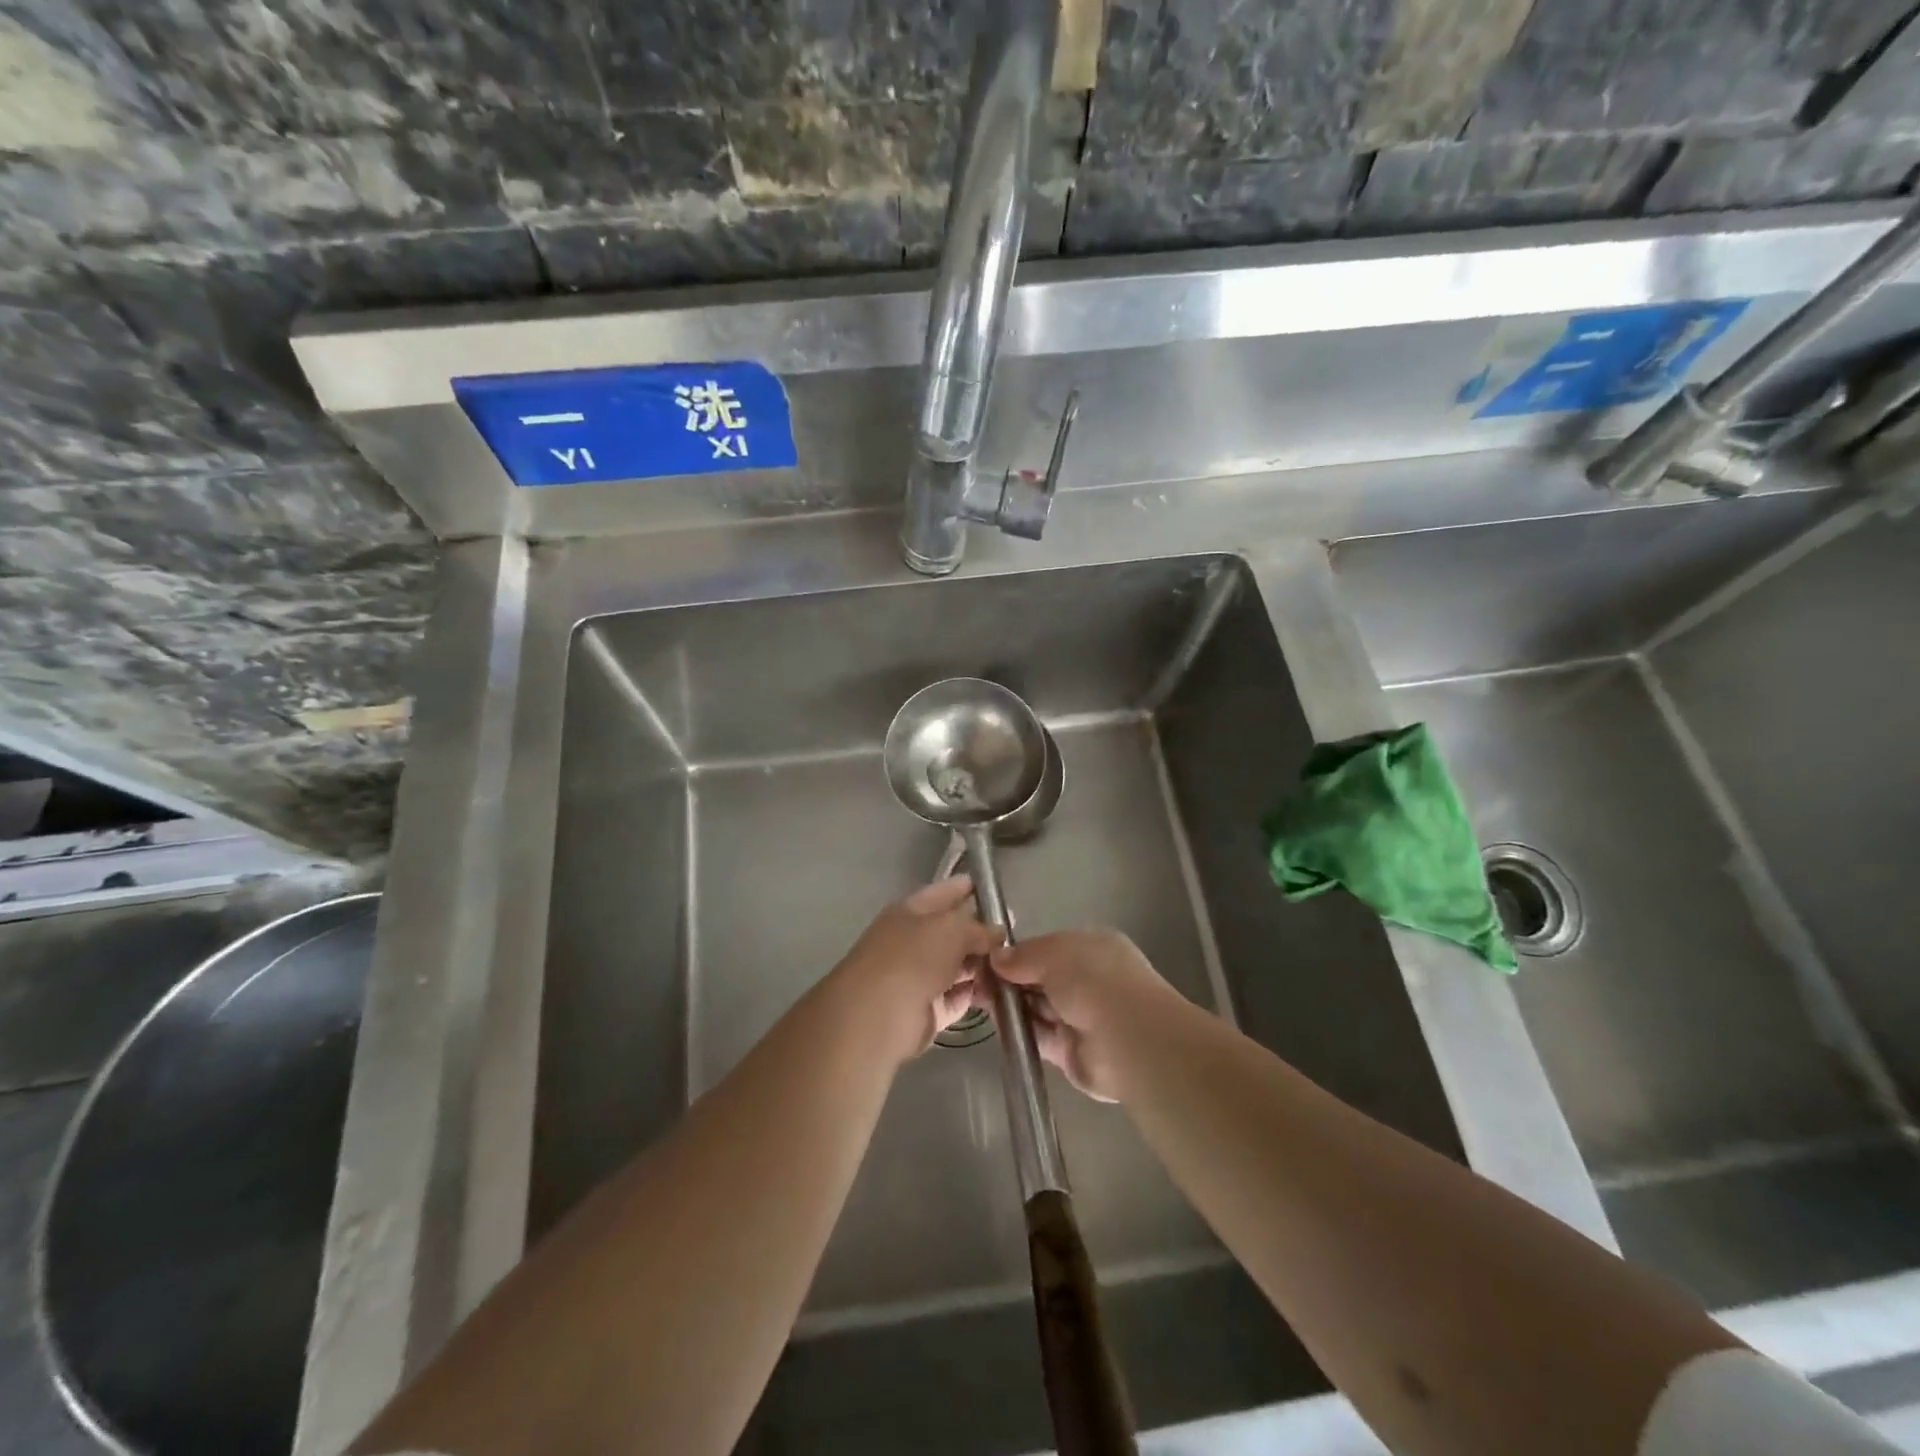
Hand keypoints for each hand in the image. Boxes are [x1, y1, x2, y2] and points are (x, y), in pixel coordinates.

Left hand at [831, 877, 1003, 1063]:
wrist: (878, 1016)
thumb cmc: (912, 958)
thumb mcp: (951, 929)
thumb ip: (978, 927)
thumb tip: (998, 932)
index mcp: (910, 911)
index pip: (945, 892)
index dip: (970, 889)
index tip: (1000, 894)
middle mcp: (913, 941)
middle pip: (954, 932)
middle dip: (983, 934)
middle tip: (1016, 938)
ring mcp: (919, 976)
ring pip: (958, 966)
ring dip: (983, 966)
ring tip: (1015, 967)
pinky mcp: (926, 1010)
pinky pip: (957, 997)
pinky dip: (975, 995)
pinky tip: (1002, 993)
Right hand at [985, 930, 1181, 1102]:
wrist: (1128, 1039)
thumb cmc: (1094, 980)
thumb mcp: (1053, 953)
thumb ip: (1023, 955)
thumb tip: (996, 957)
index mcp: (1092, 949)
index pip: (1048, 948)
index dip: (1018, 953)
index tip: (987, 957)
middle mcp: (1088, 981)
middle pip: (1040, 978)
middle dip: (1010, 978)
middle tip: (975, 978)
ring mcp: (1080, 1017)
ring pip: (1037, 1007)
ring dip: (1010, 1004)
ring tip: (978, 997)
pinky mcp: (1070, 1051)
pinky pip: (1038, 1036)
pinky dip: (1018, 1030)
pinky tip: (995, 1022)